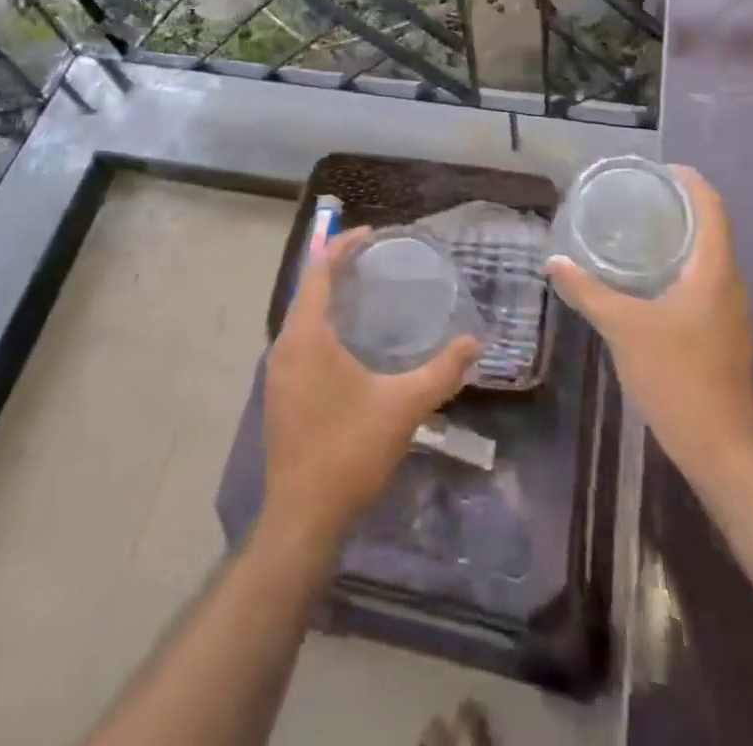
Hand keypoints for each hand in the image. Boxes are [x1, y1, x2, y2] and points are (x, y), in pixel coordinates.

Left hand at [263, 227, 480, 550]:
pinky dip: (321, 324)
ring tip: (363, 291)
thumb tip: (475, 344)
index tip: (371, 234)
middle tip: (373, 259)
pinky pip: (299, 341)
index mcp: (307, 337)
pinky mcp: (279, 395)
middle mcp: (284, 346)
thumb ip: (442, 372)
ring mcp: (277, 373)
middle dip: (336, 268)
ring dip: (327, 298)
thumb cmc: (350, 451)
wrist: (302, 518)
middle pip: (308, 290)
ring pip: (301, 318)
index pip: (319, 272)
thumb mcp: (404, 407)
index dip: (342, 247)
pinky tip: (347, 340)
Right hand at [548, 166, 752, 486]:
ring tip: (638, 230)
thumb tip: (555, 263)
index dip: (688, 180)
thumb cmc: (676, 376)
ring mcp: (730, 308)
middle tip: (636, 197)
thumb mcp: (623, 328)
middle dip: (677, 205)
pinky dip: (680, 264)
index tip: (655, 170)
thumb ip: (588, 292)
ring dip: (679, 236)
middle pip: (711, 225)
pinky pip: (704, 279)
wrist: (720, 447)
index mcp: (714, 269)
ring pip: (708, 254)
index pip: (711, 205)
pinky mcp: (724, 330)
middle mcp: (729, 281)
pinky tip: (648, 278)